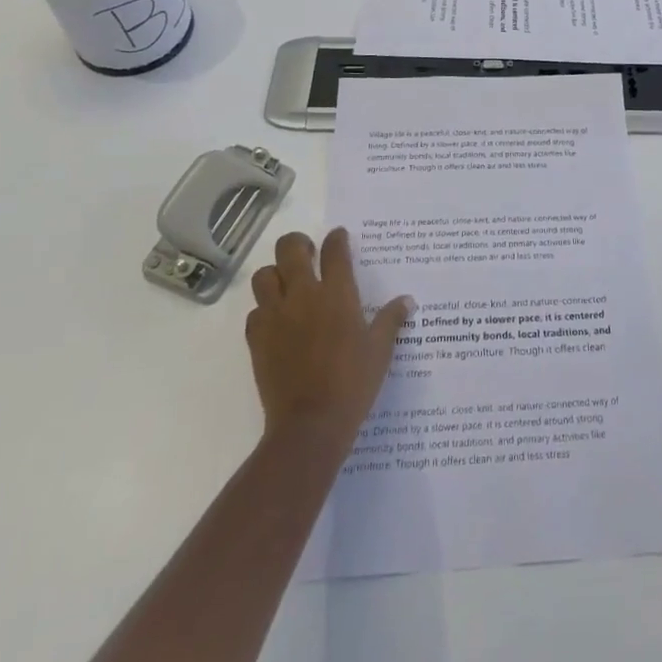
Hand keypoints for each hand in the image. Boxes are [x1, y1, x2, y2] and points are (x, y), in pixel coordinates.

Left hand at [246, 228, 413, 451]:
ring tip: (287, 284)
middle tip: (307, 253)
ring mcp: (276, 316)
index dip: (336, 238)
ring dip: (274, 274)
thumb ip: (392, 320)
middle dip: (297, 243)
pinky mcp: (257, 339)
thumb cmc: (353, 383)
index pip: (335, 250)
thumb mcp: (380, 350)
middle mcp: (304, 295)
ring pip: (263, 276)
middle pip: (290, 248)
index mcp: (337, 294)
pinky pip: (254, 312)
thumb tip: (408, 300)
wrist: (310, 424)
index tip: (338, 237)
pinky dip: (263, 310)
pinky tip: (276, 321)